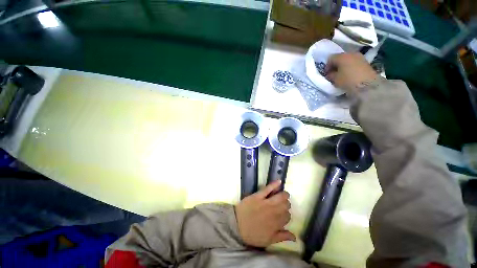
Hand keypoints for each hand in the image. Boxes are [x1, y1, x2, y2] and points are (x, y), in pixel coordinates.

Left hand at [235, 180, 295, 246]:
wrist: (237, 225)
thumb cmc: (252, 234)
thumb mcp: (268, 240)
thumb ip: (282, 237)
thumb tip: (295, 236)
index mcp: (276, 223)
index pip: (288, 216)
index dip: (287, 215)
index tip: (284, 215)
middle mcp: (274, 212)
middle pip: (286, 205)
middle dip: (286, 204)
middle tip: (283, 205)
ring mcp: (266, 202)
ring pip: (280, 196)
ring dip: (284, 195)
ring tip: (284, 195)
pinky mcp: (258, 195)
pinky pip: (268, 188)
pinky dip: (274, 184)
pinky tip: (279, 181)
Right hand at [325, 52, 377, 92]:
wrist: (367, 85)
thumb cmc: (348, 81)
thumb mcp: (335, 79)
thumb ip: (330, 75)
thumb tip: (330, 74)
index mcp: (341, 56)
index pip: (330, 58)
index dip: (327, 66)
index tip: (326, 74)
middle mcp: (351, 53)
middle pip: (340, 58)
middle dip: (335, 65)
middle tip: (333, 74)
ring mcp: (359, 57)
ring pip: (347, 60)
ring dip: (343, 66)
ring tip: (341, 75)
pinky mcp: (365, 62)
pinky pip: (354, 63)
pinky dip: (350, 67)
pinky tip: (349, 74)